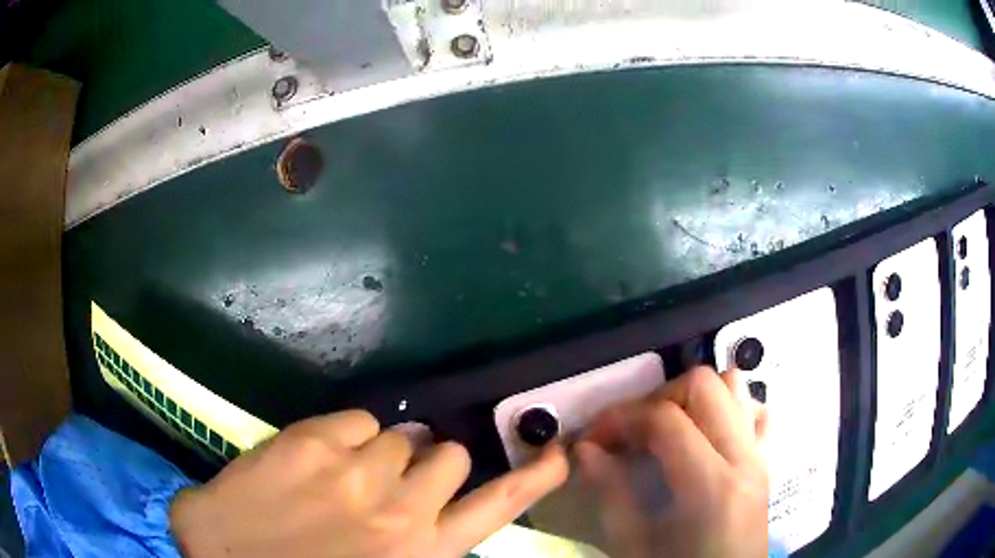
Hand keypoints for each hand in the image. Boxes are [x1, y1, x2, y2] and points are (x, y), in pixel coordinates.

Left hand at [170, 410, 567, 557]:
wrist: (222, 554)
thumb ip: (423, 542)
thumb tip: (442, 506)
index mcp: (421, 550)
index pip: (497, 507)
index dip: (535, 479)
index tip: (559, 453)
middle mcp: (401, 509)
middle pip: (449, 455)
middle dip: (429, 464)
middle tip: (396, 481)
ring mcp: (356, 470)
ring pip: (403, 434)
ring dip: (387, 450)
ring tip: (353, 472)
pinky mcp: (313, 439)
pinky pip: (357, 420)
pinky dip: (348, 435)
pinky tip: (320, 459)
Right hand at [575, 367, 768, 557]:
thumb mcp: (634, 546)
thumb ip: (612, 493)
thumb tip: (586, 449)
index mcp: (711, 486)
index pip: (665, 419)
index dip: (621, 418)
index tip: (594, 437)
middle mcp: (744, 458)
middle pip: (705, 385)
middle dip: (658, 398)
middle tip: (631, 432)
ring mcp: (761, 456)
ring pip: (736, 387)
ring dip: (696, 398)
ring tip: (668, 430)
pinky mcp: (767, 461)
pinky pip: (756, 413)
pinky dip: (729, 409)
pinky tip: (705, 437)